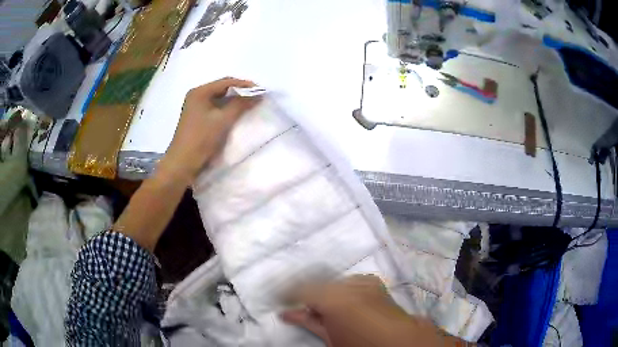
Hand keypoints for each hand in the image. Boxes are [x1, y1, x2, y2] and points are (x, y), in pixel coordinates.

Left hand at [160, 77, 258, 183]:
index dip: (244, 85)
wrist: (183, 163)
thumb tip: (257, 94)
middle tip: (256, 97)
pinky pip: (215, 107)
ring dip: (234, 100)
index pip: (226, 82)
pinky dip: (227, 108)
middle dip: (240, 92)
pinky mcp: (197, 117)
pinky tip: (236, 113)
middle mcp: (196, 95)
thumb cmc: (201, 139)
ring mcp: (196, 107)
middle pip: (222, 88)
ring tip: (250, 104)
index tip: (261, 90)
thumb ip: (240, 105)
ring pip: (219, 98)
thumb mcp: (223, 120)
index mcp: (200, 92)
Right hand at [281, 275, 468, 346]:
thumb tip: (286, 314)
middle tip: (299, 307)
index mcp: (333, 297)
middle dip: (305, 293)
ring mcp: (363, 281)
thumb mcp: (330, 337)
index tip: (278, 299)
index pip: (299, 287)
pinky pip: (348, 281)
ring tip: (320, 307)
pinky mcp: (373, 283)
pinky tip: (341, 302)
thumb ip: (308, 321)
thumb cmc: (361, 344)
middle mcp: (347, 283)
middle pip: (316, 281)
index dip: (285, 292)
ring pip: (332, 281)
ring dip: (323, 291)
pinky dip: (340, 289)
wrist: (401, 342)